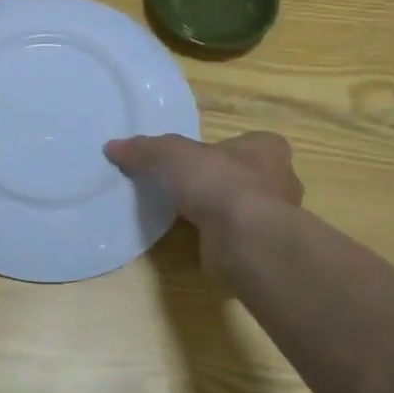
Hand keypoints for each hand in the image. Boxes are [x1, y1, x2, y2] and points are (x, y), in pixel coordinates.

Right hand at [106, 132, 302, 264]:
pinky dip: (219, 239)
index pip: (252, 143)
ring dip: (221, 212)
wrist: (246, 240)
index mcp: (267, 149)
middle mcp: (281, 182)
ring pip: (244, 209)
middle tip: (190, 187)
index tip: (201, 159)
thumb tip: (112, 147)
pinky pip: (237, 237)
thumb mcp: (171, 155)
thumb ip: (144, 150)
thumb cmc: (218, 182)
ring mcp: (276, 219)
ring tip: (186, 216)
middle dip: (223, 182)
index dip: (225, 149)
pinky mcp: (263, 249)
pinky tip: (196, 241)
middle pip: (248, 176)